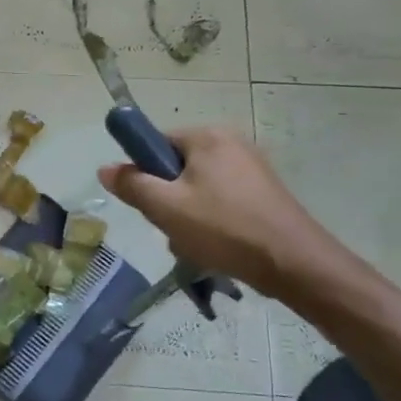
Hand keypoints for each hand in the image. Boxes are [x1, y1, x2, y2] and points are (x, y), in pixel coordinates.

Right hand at [97, 128, 336, 298]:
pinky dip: (210, 222)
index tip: (148, 202)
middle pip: (175, 167)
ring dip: (186, 216)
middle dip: (167, 199)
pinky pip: (220, 202)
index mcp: (208, 136)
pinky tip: (215, 247)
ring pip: (196, 189)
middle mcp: (231, 143)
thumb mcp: (165, 207)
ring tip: (194, 242)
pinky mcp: (263, 194)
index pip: (155, 143)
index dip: (144, 172)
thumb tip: (105, 168)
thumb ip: (131, 184)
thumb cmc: (224, 228)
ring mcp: (251, 169)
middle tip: (171, 226)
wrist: (295, 264)